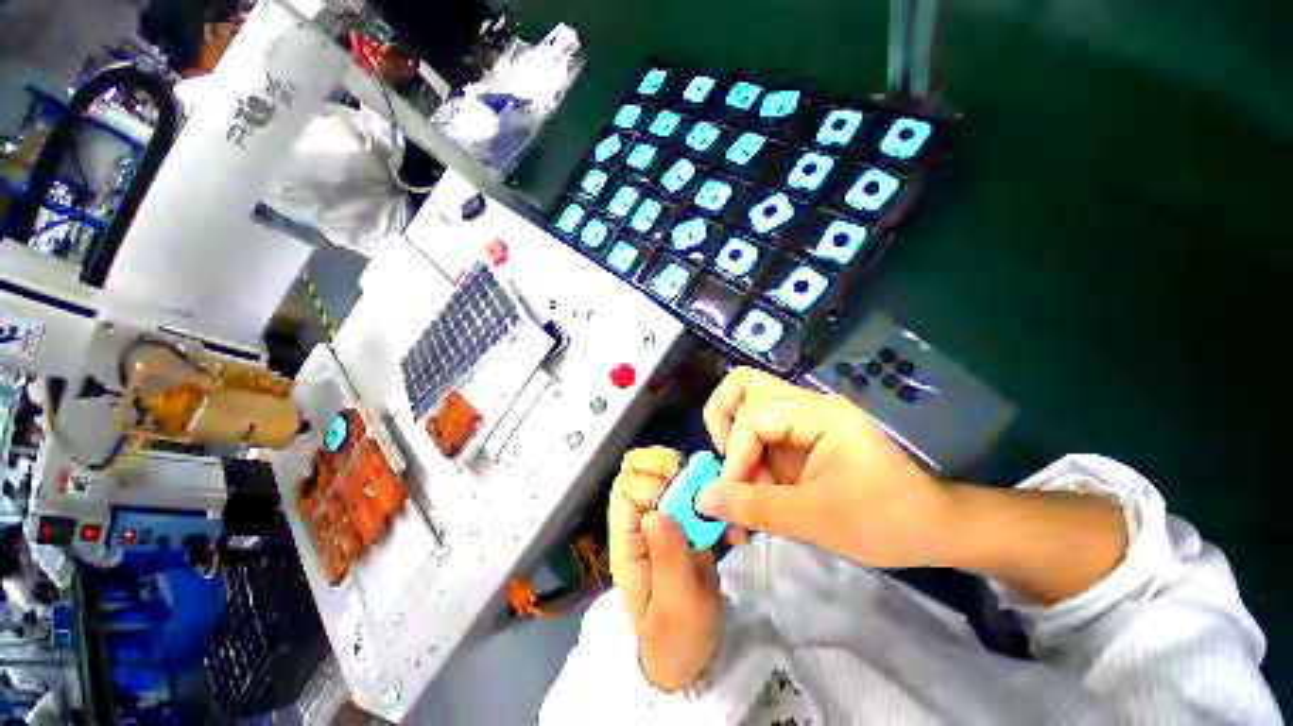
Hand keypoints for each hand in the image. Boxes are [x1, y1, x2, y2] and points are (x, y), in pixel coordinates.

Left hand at [609, 447, 721, 690]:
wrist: (691, 656)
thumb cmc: (675, 638)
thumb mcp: (673, 605)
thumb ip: (666, 559)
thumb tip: (656, 512)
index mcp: (627, 540)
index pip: (625, 487)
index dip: (651, 485)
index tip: (680, 503)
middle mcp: (641, 520)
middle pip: (639, 468)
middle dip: (668, 465)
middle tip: (697, 488)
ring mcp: (664, 517)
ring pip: (665, 471)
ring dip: (692, 478)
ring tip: (715, 502)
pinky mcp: (686, 521)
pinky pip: (693, 492)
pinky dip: (711, 496)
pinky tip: (728, 526)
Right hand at [697, 368, 951, 567]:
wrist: (932, 528)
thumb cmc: (885, 522)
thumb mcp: (816, 520)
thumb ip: (754, 507)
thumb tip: (701, 499)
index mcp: (820, 414)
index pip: (753, 416)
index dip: (734, 455)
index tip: (731, 496)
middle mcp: (808, 403)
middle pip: (743, 385)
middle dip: (724, 425)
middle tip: (730, 465)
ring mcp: (804, 415)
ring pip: (747, 403)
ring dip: (734, 440)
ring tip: (742, 480)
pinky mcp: (801, 432)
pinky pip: (759, 430)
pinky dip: (747, 455)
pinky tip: (755, 488)